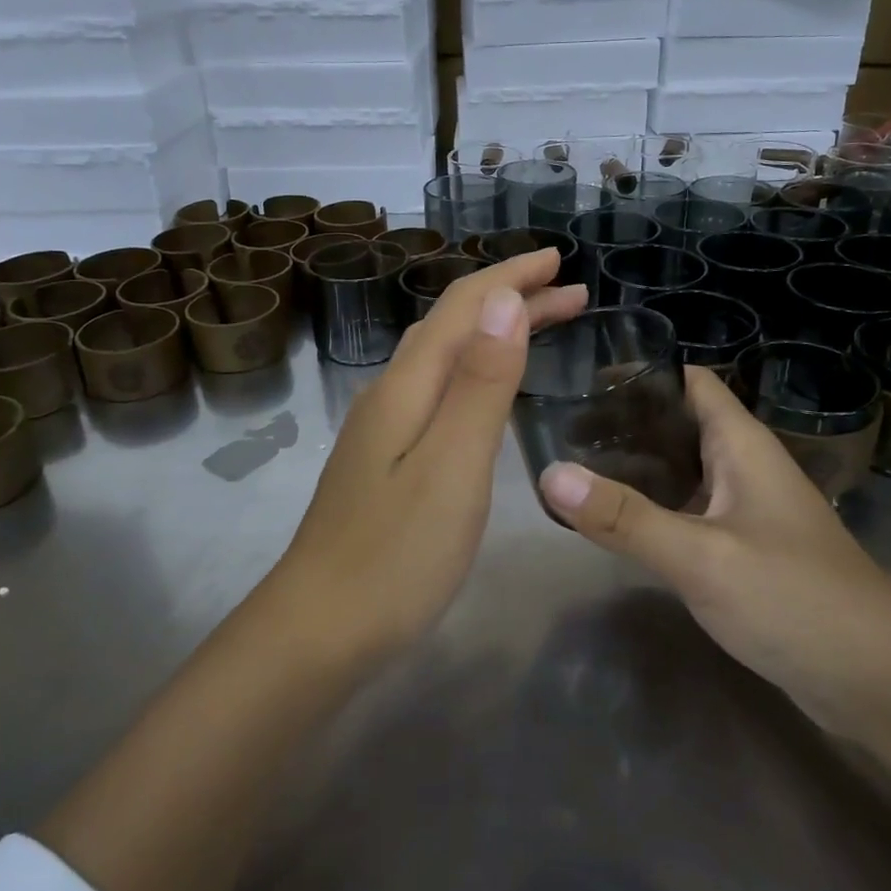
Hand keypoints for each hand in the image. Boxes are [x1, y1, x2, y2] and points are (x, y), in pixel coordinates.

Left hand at [274, 249, 588, 663]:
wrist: (319, 629)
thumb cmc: (396, 553)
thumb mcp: (452, 464)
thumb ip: (481, 383)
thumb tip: (505, 299)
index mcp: (408, 385)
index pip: (465, 306)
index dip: (512, 277)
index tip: (561, 261)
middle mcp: (392, 392)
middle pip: (454, 324)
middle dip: (511, 298)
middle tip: (571, 292)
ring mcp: (384, 427)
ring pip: (445, 356)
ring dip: (494, 331)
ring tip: (540, 325)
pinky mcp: (386, 458)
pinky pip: (439, 388)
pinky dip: (476, 368)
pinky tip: (487, 388)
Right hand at [538, 366, 890, 734]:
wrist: (882, 685)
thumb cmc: (796, 600)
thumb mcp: (701, 557)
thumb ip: (625, 517)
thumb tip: (549, 474)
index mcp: (741, 445)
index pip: (690, 381)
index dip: (641, 371)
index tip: (582, 377)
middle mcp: (745, 467)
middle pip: (680, 424)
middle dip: (625, 421)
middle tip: (561, 426)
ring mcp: (747, 511)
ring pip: (683, 470)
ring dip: (636, 466)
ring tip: (576, 467)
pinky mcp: (746, 552)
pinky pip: (690, 512)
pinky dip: (653, 508)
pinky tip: (617, 523)